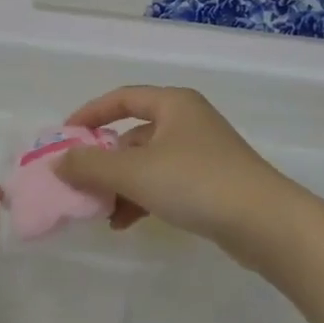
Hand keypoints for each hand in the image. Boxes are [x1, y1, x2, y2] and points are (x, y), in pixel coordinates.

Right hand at [53, 87, 297, 248]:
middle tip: (78, 182)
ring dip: (120, 185)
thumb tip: (58, 162)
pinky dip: (141, 199)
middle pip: (132, 134)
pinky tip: (124, 223)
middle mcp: (187, 122)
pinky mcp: (210, 183)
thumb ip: (90, 166)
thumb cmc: (196, 182)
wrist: (265, 223)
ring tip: (100, 212)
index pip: (121, 99)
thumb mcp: (134, 172)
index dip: (89, 114)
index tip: (64, 137)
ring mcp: (201, 153)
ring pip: (147, 163)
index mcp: (172, 104)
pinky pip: (164, 184)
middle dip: (103, 160)